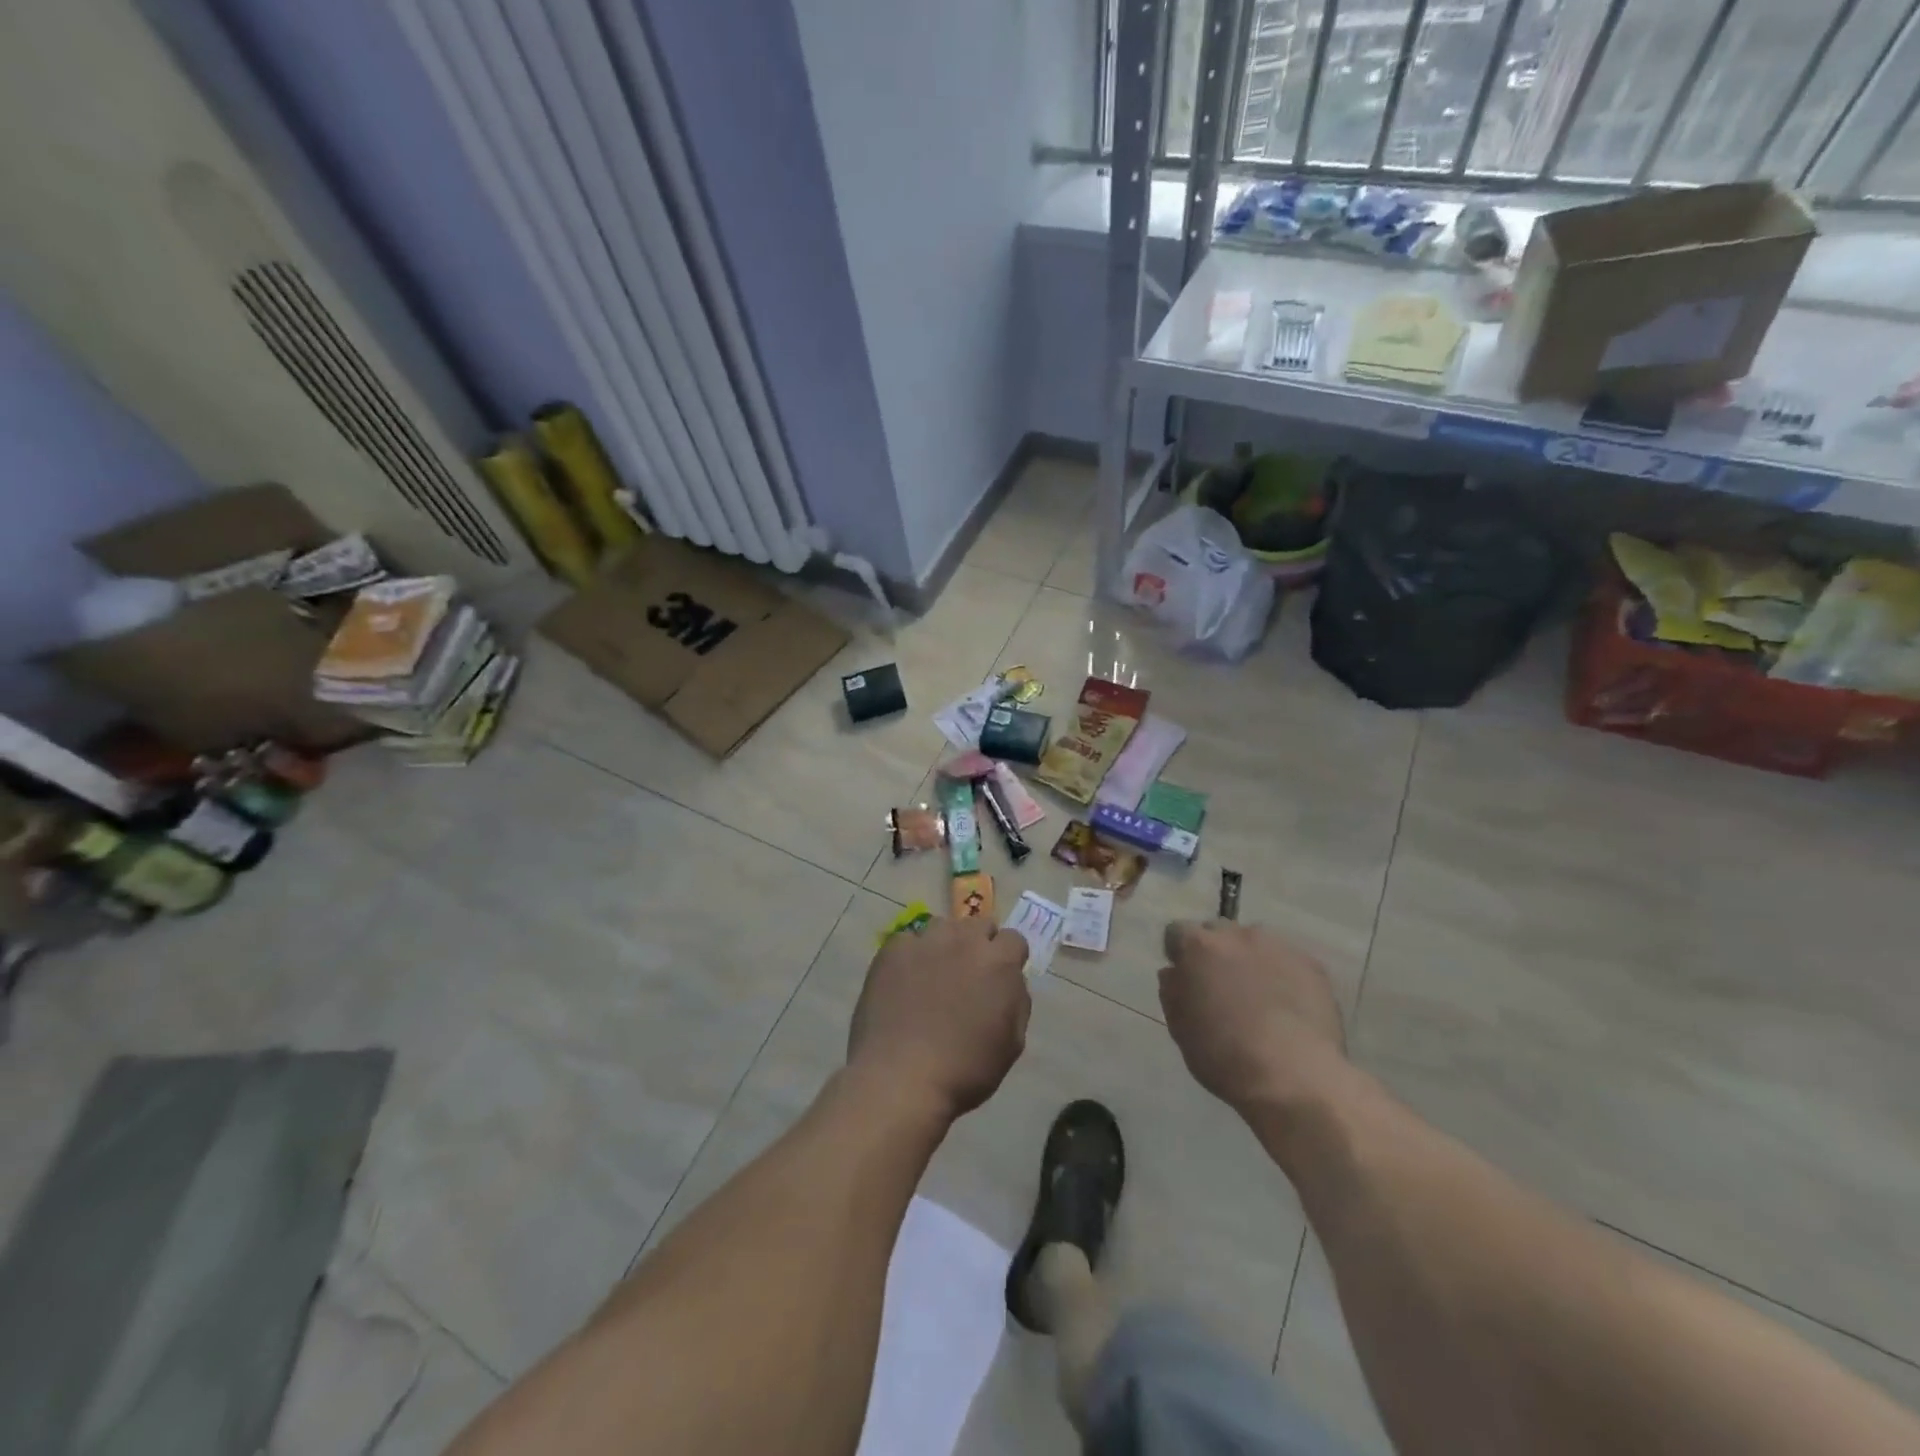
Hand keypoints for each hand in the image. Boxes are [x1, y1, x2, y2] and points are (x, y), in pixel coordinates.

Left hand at [847, 918, 1031, 1122]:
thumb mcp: (1012, 1044)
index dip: (1008, 957)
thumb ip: (1017, 1002)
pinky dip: (910, 956)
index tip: (999, 977)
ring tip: (933, 975)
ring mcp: (925, 942)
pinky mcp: (893, 950)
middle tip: (968, 974)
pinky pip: (908, 942)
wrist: (901, 1079)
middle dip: (979, 944)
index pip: (1013, 938)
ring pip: (942, 927)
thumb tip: (1011, 981)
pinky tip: (903, 983)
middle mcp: (964, 941)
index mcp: (998, 962)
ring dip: (945, 945)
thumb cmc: (965, 1070)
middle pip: (978, 925)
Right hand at [1159, 920, 1346, 1116]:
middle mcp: (1237, 935)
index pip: (1177, 932)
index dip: (1179, 954)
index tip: (1186, 978)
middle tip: (1222, 987)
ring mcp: (1278, 947)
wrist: (1295, 1076)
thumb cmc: (1224, 1055)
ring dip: (1250, 960)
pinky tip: (1287, 1007)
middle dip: (1215, 952)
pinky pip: (1287, 961)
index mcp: (1198, 947)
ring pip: (1256, 943)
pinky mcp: (1312, 965)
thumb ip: (1172, 992)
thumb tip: (1174, 973)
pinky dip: (1282, 975)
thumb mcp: (1180, 1028)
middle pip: (1218, 931)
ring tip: (1260, 997)